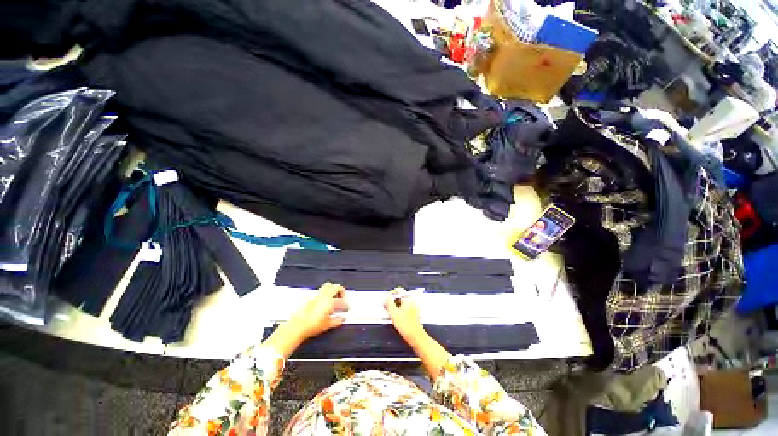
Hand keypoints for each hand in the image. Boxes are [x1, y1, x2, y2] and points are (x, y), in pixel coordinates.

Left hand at [263, 283, 347, 357]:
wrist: (298, 326)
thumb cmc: (312, 325)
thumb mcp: (327, 325)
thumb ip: (336, 321)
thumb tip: (341, 319)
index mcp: (330, 302)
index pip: (342, 301)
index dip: (346, 304)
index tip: (346, 307)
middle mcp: (324, 296)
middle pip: (336, 287)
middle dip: (340, 291)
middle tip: (341, 297)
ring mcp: (317, 295)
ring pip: (328, 285)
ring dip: (332, 289)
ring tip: (333, 297)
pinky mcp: (311, 297)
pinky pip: (320, 291)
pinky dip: (324, 293)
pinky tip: (323, 301)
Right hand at [384, 288, 450, 379]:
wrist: (416, 337)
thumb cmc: (407, 326)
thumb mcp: (394, 313)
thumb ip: (389, 303)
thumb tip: (386, 296)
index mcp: (408, 299)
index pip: (399, 290)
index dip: (391, 293)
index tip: (387, 298)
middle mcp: (412, 301)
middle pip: (401, 296)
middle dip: (393, 300)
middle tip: (388, 306)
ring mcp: (414, 306)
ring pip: (403, 301)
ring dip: (396, 305)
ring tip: (392, 312)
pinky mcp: (414, 312)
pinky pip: (406, 307)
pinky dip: (400, 309)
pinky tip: (397, 316)